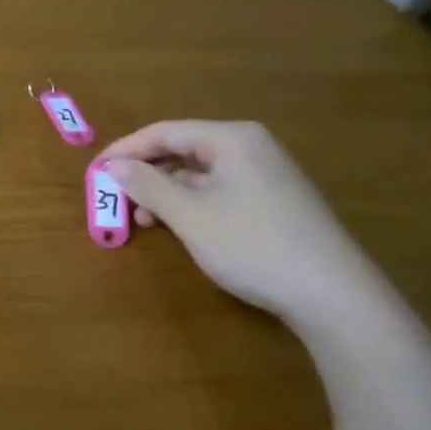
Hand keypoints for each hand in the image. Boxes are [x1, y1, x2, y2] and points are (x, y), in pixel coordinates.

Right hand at [102, 120, 396, 332]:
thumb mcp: (189, 215)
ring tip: (142, 218)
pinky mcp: (274, 202)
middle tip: (115, 196)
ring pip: (198, 172)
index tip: (94, 171)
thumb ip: (146, 185)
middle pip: (181, 149)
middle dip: (145, 172)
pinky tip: (177, 226)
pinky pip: (217, 190)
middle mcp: (250, 147)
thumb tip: (113, 165)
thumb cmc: (253, 245)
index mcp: (232, 138)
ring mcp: (266, 175)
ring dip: (164, 192)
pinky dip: (190, 203)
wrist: (336, 298)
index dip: (124, 150)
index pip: (164, 132)